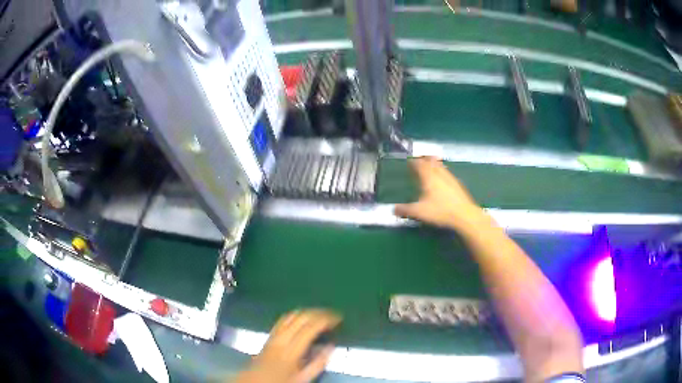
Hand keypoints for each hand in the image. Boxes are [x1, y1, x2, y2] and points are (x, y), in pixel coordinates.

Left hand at [235, 310, 341, 382]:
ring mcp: (273, 335)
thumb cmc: (280, 381)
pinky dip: (296, 314)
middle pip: (301, 318)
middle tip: (332, 314)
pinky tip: (302, 317)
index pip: (310, 328)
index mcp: (291, 350)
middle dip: (318, 312)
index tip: (338, 318)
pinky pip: (283, 319)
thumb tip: (331, 346)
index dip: (325, 320)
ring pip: (291, 315)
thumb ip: (318, 364)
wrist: (254, 382)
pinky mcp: (269, 335)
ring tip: (321, 314)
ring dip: (307, 311)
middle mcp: (281, 338)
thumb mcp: (302, 378)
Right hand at [394, 157, 486, 230]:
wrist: (464, 215)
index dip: (413, 162)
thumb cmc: (440, 211)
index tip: (409, 161)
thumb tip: (393, 209)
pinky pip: (447, 173)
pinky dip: (442, 172)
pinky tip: (442, 179)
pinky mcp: (458, 185)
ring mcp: (450, 178)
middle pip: (431, 161)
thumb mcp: (419, 212)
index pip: (419, 164)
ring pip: (440, 166)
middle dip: (424, 159)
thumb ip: (405, 210)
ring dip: (434, 164)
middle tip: (419, 160)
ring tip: (430, 165)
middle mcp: (439, 174)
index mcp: (429, 177)